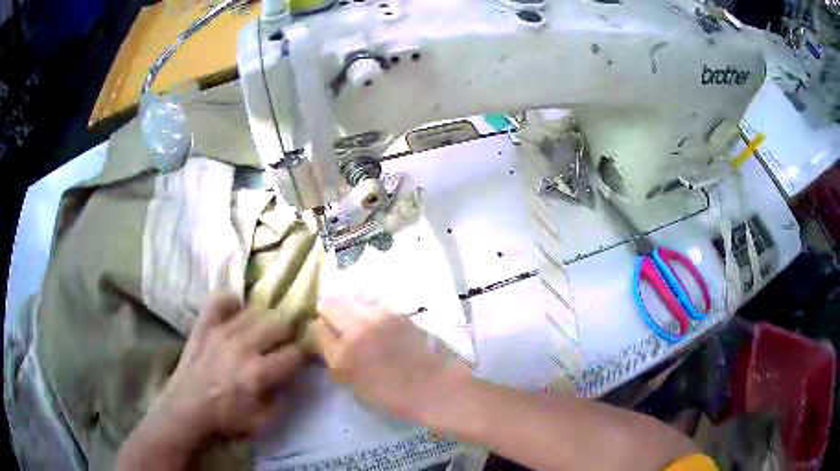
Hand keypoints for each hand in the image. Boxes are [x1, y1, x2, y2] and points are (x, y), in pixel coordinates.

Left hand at [151, 292, 304, 443]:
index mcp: (258, 373)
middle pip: (280, 324)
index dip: (306, 354)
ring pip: (256, 310)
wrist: (186, 409)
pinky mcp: (204, 324)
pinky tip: (236, 314)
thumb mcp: (263, 420)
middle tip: (284, 344)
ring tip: (262, 332)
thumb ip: (284, 398)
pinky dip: (232, 303)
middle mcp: (242, 346)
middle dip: (289, 334)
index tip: (306, 357)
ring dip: (265, 321)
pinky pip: (221, 299)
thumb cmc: (226, 418)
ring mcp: (221, 331)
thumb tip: (296, 376)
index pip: (296, 353)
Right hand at [311, 299, 469, 421]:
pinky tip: (372, 321)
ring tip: (352, 320)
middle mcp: (356, 329)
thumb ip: (337, 363)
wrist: (436, 388)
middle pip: (329, 305)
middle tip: (333, 325)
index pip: (315, 331)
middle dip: (326, 314)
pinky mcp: (397, 312)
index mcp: (343, 356)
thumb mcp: (355, 387)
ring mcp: (378, 317)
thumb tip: (329, 346)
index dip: (316, 335)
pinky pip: (371, 302)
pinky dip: (365, 308)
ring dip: (346, 307)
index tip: (322, 339)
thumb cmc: (394, 398)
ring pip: (349, 299)